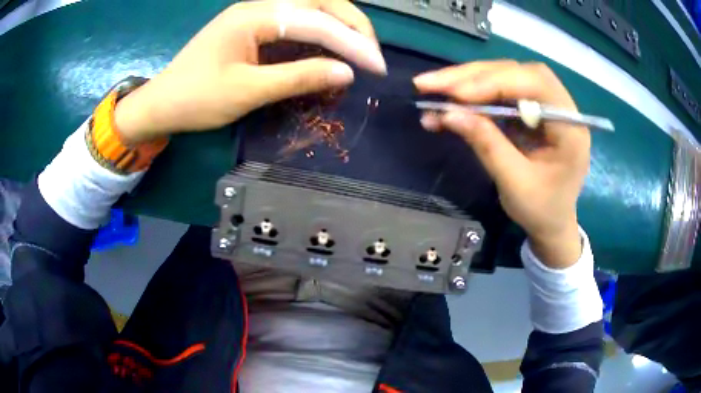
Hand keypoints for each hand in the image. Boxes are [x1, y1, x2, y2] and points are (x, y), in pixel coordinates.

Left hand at [114, 0, 384, 142]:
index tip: (378, 67)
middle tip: (371, 54)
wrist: (161, 104)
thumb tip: (347, 73)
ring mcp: (256, 14)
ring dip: (338, 27)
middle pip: (319, 3)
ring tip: (358, 51)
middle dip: (352, 26)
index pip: (317, 21)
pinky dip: (318, 35)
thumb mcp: (247, 91)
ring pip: (310, 9)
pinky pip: (295, 22)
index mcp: (256, 16)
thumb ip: (299, 77)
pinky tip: (329, 50)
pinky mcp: (253, 27)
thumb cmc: (196, 99)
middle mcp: (260, 6)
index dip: (352, 43)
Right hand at [414, 61, 589, 268]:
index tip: (456, 94)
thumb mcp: (514, 184)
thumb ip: (486, 145)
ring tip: (433, 87)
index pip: (535, 84)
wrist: (552, 223)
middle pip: (517, 72)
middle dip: (473, 76)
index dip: (495, 82)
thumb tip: (448, 113)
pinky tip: (451, 99)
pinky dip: (473, 93)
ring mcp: (544, 105)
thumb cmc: (541, 210)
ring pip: (505, 76)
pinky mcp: (530, 109)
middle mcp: (561, 107)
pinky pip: (500, 90)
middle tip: (431, 83)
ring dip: (468, 80)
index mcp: (570, 128)